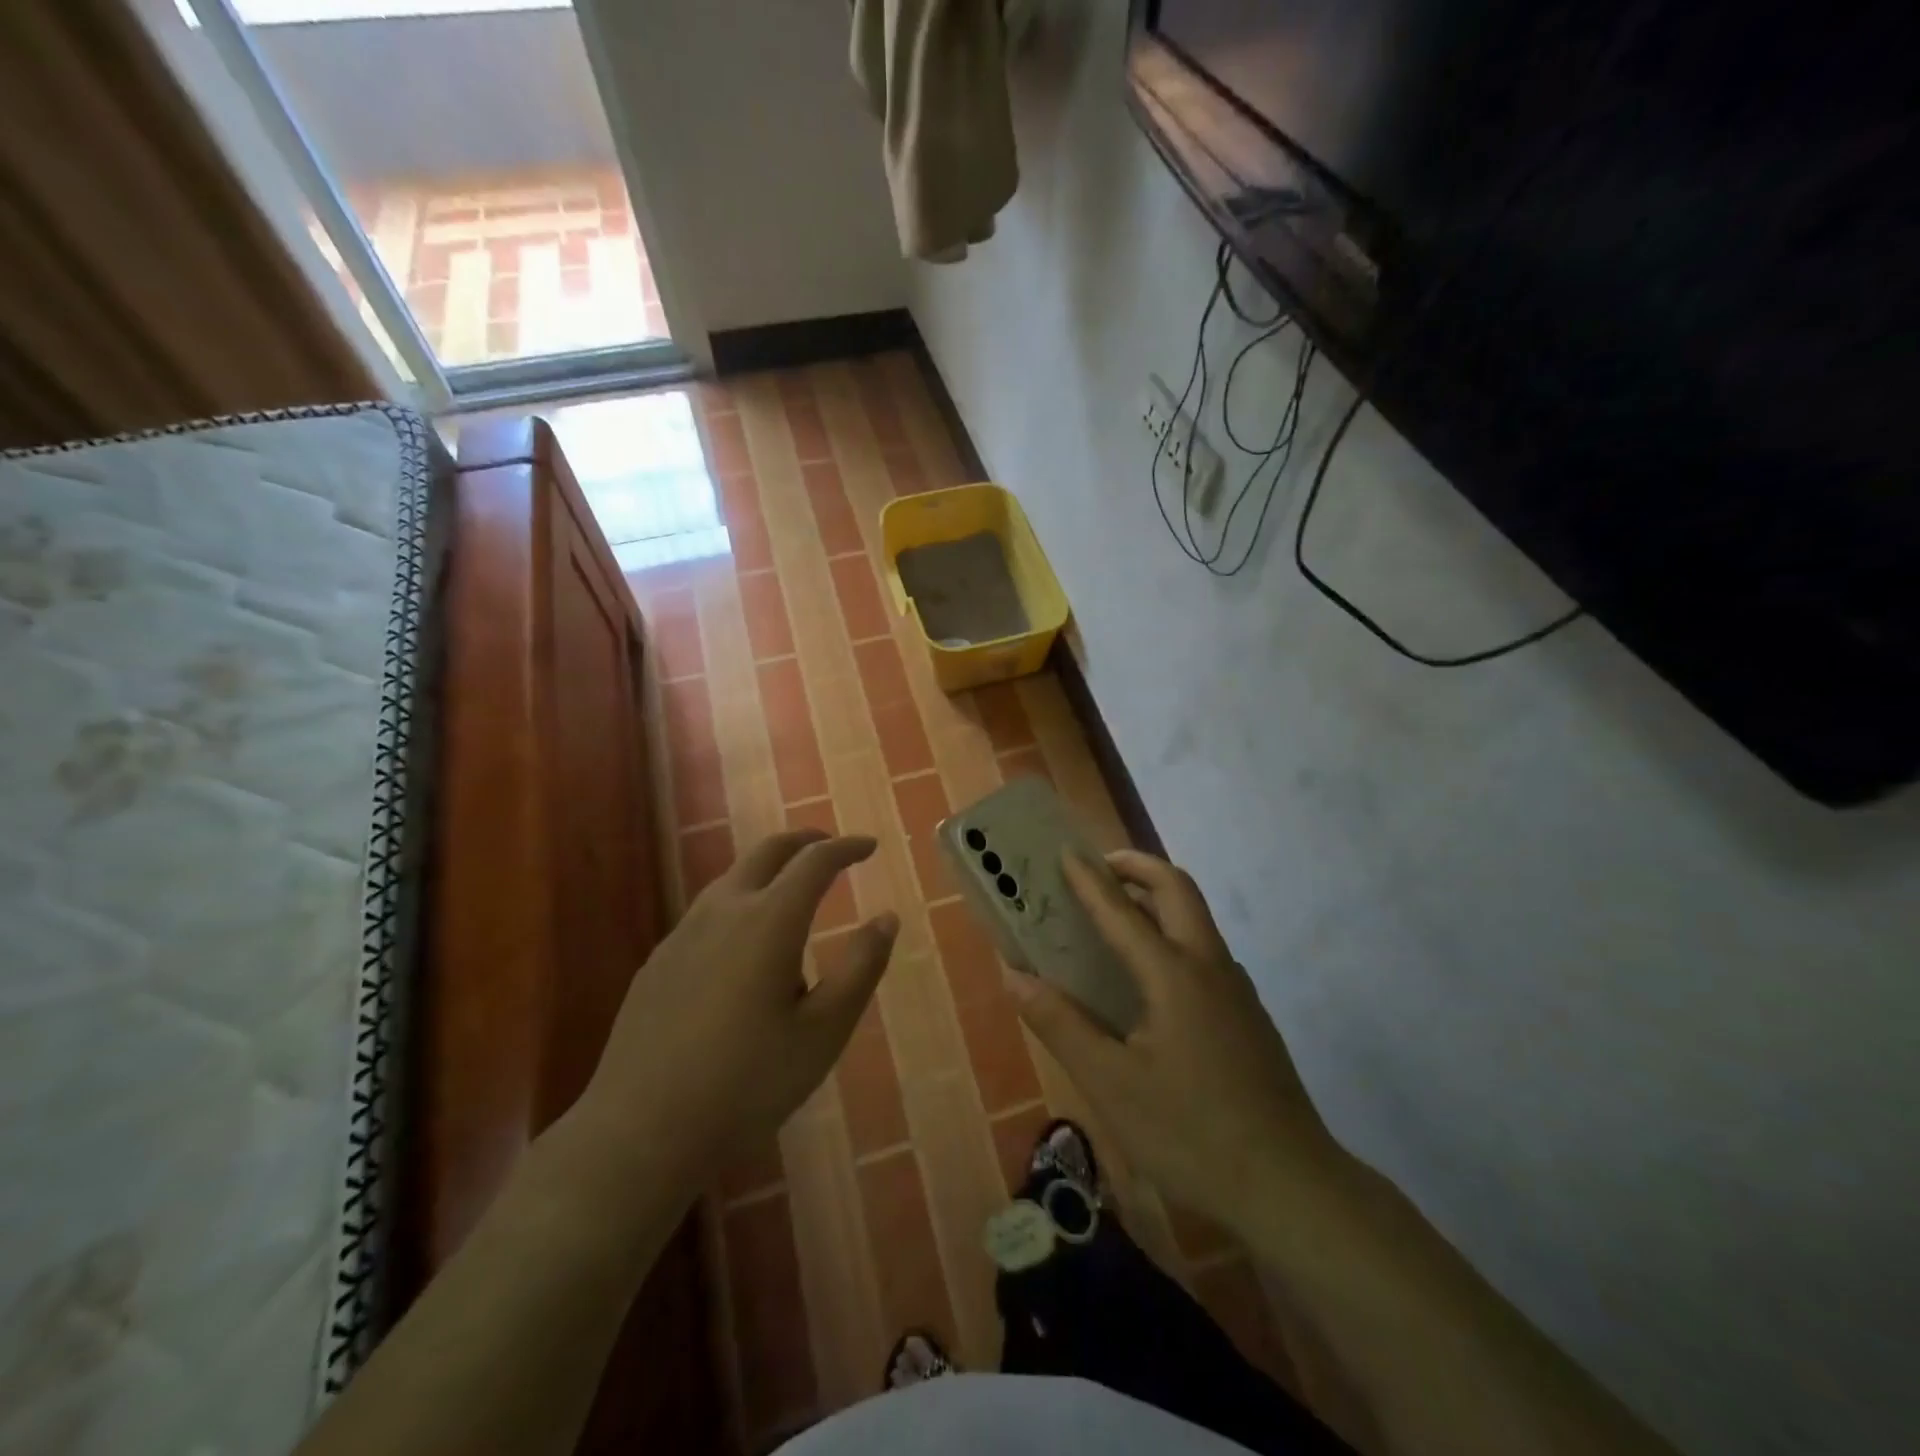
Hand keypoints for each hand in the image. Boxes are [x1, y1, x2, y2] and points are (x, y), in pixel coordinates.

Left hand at [573, 830, 898, 1195]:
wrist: (641, 1130)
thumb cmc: (748, 1082)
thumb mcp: (824, 1031)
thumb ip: (860, 967)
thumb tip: (886, 918)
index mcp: (770, 920)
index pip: (815, 861)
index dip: (846, 848)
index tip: (869, 846)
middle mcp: (724, 910)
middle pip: (767, 852)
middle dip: (805, 841)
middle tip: (832, 849)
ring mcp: (684, 933)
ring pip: (733, 878)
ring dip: (770, 871)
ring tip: (794, 896)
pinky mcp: (659, 961)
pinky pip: (708, 912)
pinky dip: (741, 903)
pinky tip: (744, 948)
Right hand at [1009, 849, 1335, 1232]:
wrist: (1292, 1188)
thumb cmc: (1192, 1134)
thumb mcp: (1111, 1085)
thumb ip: (1061, 1025)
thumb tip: (1015, 977)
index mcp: (1174, 975)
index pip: (1122, 911)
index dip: (1090, 880)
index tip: (1065, 852)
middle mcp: (1210, 967)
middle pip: (1178, 890)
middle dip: (1139, 867)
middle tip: (1100, 868)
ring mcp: (1237, 990)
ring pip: (1197, 919)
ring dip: (1157, 899)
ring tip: (1118, 914)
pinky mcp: (1248, 1016)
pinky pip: (1204, 951)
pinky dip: (1172, 934)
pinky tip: (1151, 979)